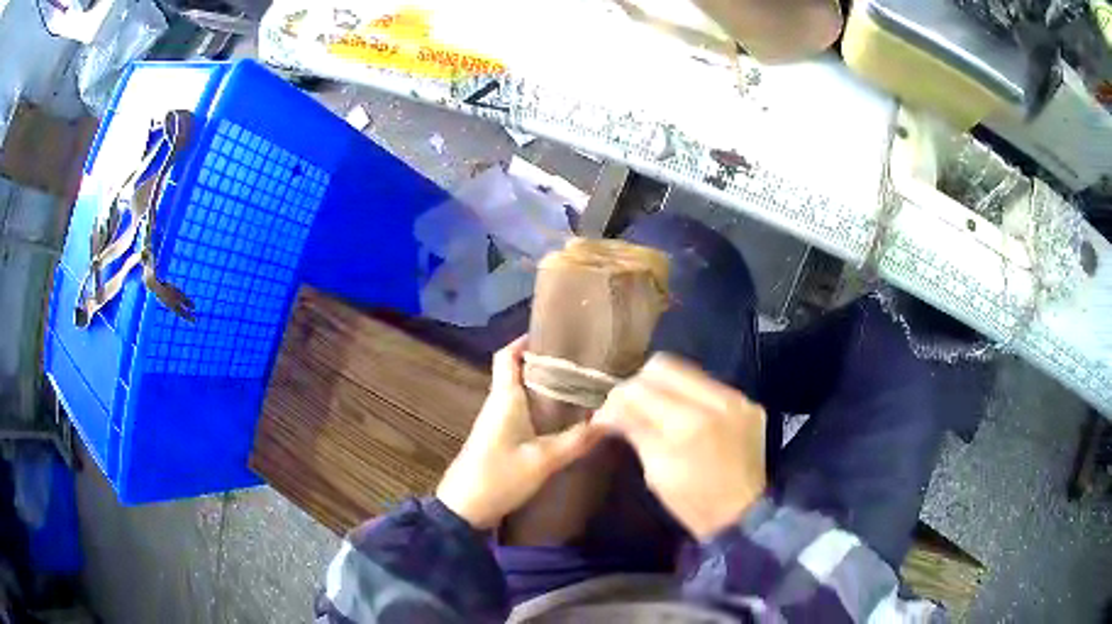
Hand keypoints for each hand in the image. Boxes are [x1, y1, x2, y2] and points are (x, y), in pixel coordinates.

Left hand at [436, 337, 602, 529]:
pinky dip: (542, 409)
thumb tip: (609, 421)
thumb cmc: (498, 477)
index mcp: (504, 398)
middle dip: (546, 364)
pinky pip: (522, 413)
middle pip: (519, 372)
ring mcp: (497, 423)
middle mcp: (499, 404)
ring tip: (580, 388)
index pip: (507, 356)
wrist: (463, 509)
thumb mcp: (542, 461)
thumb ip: (576, 441)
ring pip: (522, 394)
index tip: (554, 334)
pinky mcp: (499, 440)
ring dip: (546, 388)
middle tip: (582, 364)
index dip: (525, 341)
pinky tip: (563, 419)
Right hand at [595, 353, 767, 540]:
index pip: (641, 388)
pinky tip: (688, 418)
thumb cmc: (692, 501)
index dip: (619, 397)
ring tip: (658, 411)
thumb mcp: (655, 470)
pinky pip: (710, 386)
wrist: (742, 515)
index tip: (609, 413)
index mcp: (688, 423)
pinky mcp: (749, 404)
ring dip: (667, 388)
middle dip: (641, 384)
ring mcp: (737, 400)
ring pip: (689, 372)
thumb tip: (607, 408)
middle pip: (665, 366)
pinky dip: (692, 398)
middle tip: (631, 407)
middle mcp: (716, 401)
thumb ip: (634, 428)